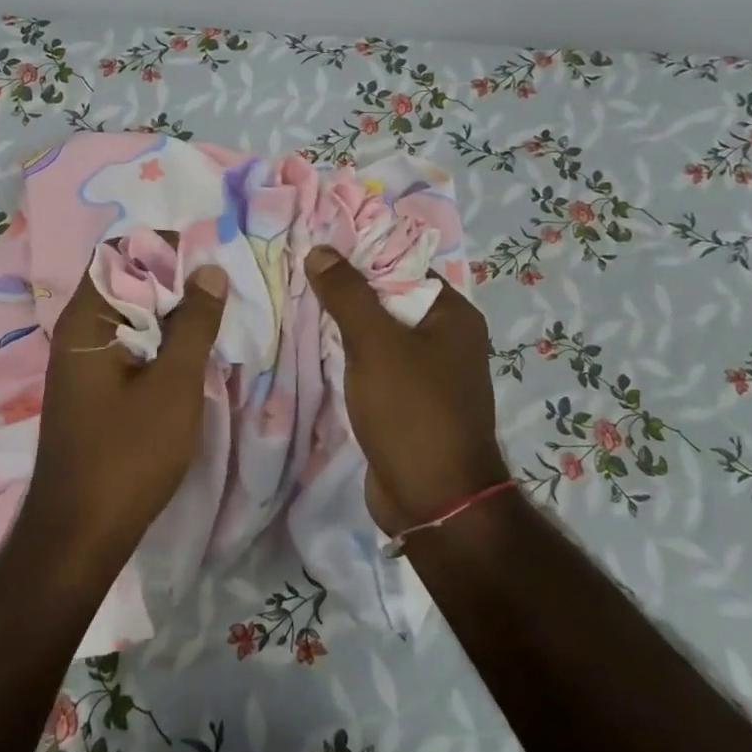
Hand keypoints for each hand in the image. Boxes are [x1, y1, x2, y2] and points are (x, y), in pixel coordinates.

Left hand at [24, 261, 228, 567]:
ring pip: (127, 316)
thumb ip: (194, 324)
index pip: (119, 254)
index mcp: (86, 320)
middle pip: (123, 282)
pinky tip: (188, 352)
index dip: (163, 248)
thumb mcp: (174, 384)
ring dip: (167, 312)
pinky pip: (125, 345)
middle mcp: (76, 332)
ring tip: (213, 315)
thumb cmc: (128, 454)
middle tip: (219, 286)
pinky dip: (156, 340)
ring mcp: (80, 362)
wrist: (80, 532)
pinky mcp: (91, 388)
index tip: (208, 256)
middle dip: (171, 279)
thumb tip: (209, 271)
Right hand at [304, 245, 507, 534]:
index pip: (403, 266)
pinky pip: (375, 365)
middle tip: (298, 275)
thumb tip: (321, 251)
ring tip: (298, 304)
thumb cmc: (412, 412)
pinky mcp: (408, 401)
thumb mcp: (375, 344)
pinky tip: (315, 347)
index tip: (316, 250)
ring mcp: (428, 373)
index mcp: (453, 315)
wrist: (433, 501)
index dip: (360, 256)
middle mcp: (447, 338)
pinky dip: (349, 356)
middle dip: (346, 291)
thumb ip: (347, 294)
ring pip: (379, 334)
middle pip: (389, 299)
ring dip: (344, 325)